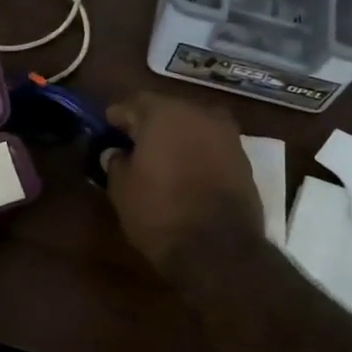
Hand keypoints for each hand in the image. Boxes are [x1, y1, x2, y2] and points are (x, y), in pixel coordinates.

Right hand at [102, 93, 263, 277]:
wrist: (219, 249)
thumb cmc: (160, 213)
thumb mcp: (123, 190)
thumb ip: (116, 163)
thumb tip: (117, 154)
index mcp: (164, 113)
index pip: (133, 103)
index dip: (118, 115)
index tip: (107, 128)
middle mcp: (199, 114)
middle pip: (167, 110)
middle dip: (149, 123)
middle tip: (132, 142)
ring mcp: (226, 135)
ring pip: (193, 126)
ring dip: (176, 137)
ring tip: (161, 158)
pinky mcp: (243, 158)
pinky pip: (212, 146)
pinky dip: (197, 152)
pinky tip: (186, 171)